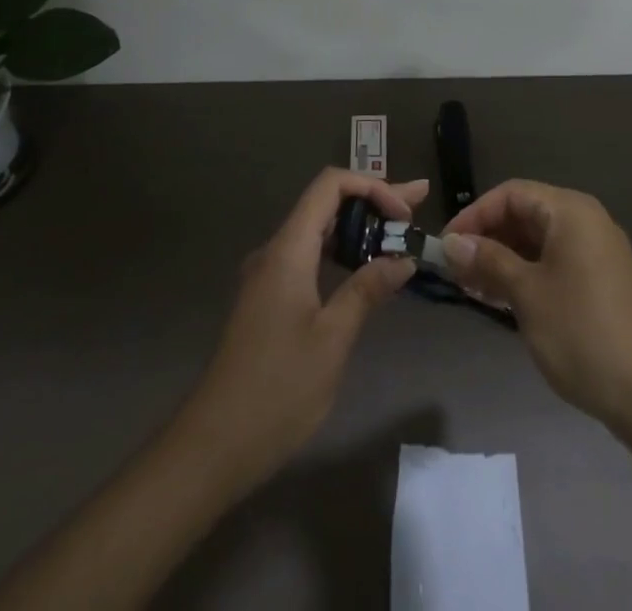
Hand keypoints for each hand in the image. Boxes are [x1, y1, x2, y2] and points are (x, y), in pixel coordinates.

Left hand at [178, 169, 426, 491]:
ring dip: (360, 226)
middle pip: (327, 204)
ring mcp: (270, 275)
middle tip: (418, 202)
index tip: (405, 213)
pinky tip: (365, 266)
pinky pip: (310, 256)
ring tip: (400, 230)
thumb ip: (367, 290)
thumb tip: (403, 259)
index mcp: (288, 249)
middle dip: (374, 200)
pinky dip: (342, 251)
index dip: (372, 187)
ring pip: (319, 230)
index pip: (330, 186)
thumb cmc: (277, 389)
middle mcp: (276, 251)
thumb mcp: (332, 338)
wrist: (213, 445)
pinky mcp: (269, 299)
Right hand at [443, 180, 631, 435]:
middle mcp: (586, 221)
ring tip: (472, 287)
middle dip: (488, 238)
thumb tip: (451, 242)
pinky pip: (555, 261)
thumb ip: (488, 261)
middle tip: (455, 270)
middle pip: (525, 214)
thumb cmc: (581, 332)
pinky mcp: (601, 280)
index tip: (446, 246)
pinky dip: (527, 273)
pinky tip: (502, 298)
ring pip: (538, 240)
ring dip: (504, 258)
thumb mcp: (527, 294)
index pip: (511, 194)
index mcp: (571, 211)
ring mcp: (597, 251)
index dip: (475, 215)